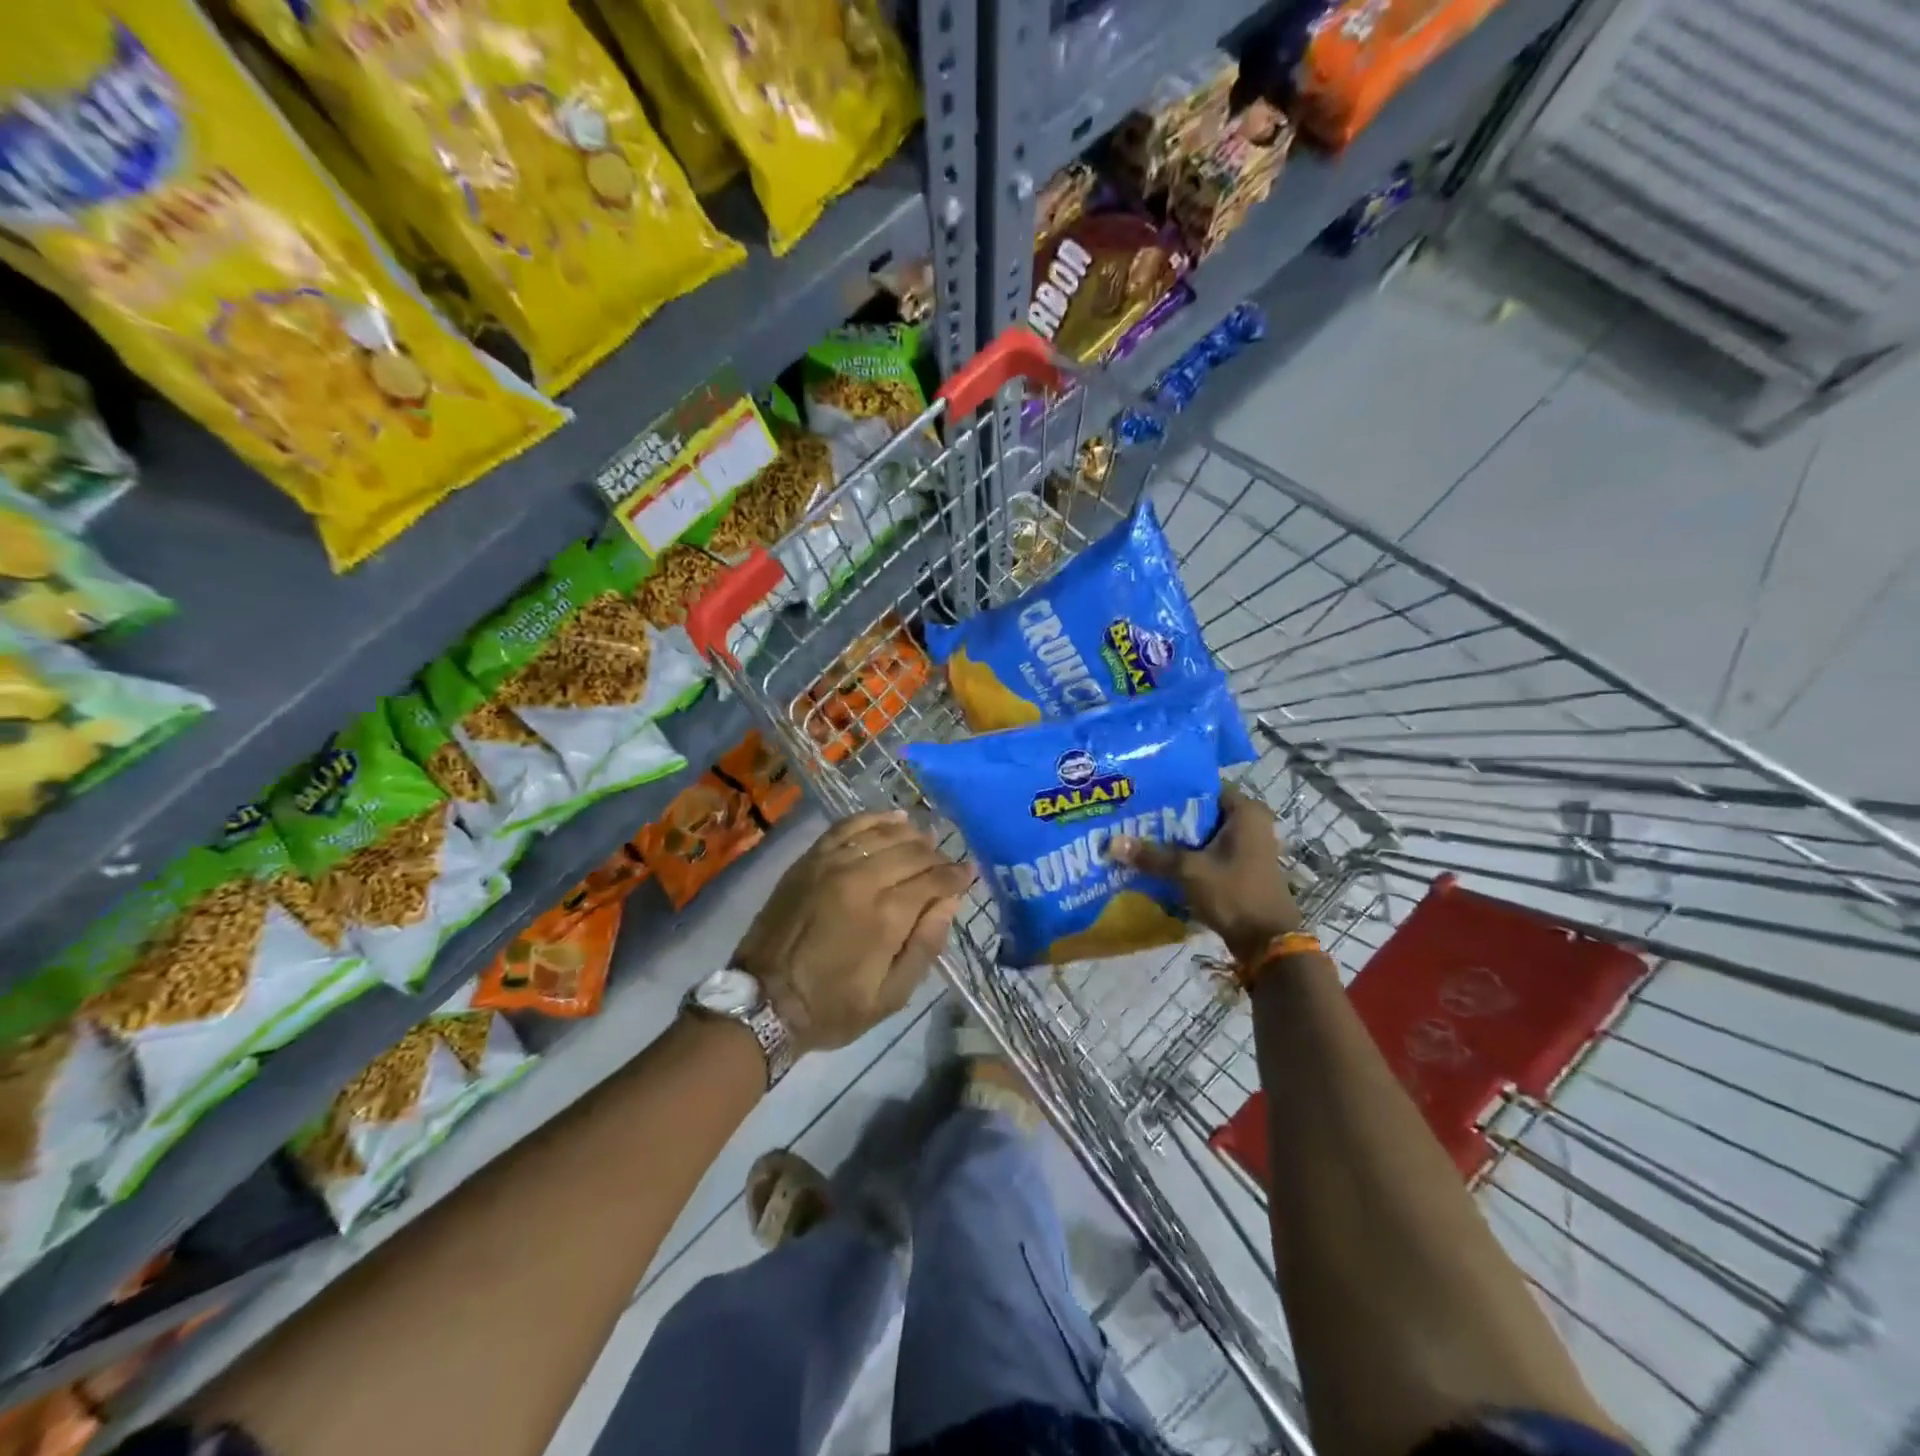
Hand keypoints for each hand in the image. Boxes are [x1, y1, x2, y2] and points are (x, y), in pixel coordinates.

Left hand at [735, 810, 974, 1054]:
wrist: (763, 1001)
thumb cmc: (832, 1007)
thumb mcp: (891, 996)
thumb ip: (925, 946)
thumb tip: (950, 902)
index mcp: (886, 916)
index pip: (934, 880)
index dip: (957, 875)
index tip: (970, 873)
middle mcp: (862, 879)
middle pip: (912, 852)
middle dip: (937, 857)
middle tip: (947, 865)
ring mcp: (831, 864)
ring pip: (883, 834)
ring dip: (911, 835)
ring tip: (925, 842)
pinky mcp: (809, 860)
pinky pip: (847, 827)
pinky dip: (873, 819)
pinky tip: (891, 819)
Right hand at [1109, 786, 1300, 963]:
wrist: (1268, 942)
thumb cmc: (1235, 894)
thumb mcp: (1189, 871)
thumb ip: (1152, 855)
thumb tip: (1112, 843)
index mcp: (1246, 811)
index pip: (1202, 787)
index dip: (1172, 789)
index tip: (1142, 794)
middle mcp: (1250, 823)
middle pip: (1201, 811)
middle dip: (1169, 816)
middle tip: (1133, 815)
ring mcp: (1248, 846)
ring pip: (1203, 834)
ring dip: (1176, 838)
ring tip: (1139, 835)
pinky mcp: (1242, 867)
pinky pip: (1209, 852)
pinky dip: (1188, 855)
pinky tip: (1158, 859)